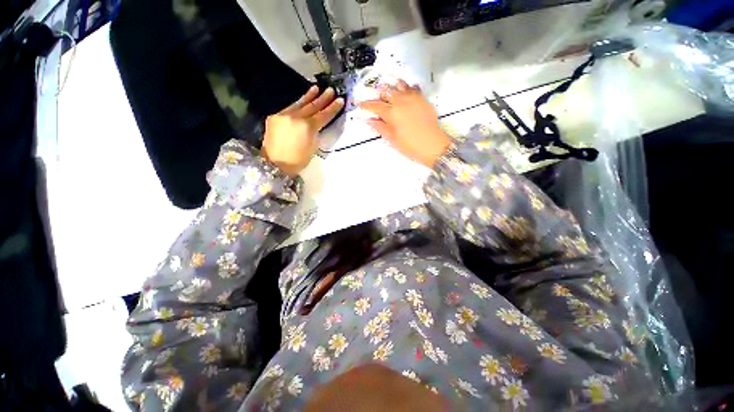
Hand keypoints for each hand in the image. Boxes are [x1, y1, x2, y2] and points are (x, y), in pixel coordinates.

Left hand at [262, 86, 343, 175]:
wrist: (275, 163)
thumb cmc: (297, 160)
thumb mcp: (313, 148)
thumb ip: (316, 133)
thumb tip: (317, 125)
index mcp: (308, 127)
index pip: (323, 115)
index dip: (333, 108)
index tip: (340, 100)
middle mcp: (296, 117)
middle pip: (312, 106)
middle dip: (323, 98)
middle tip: (331, 90)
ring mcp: (284, 115)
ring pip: (299, 103)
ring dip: (309, 96)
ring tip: (316, 88)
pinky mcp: (275, 116)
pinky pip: (289, 108)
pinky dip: (298, 104)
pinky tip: (302, 101)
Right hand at [360, 80, 450, 167]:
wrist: (433, 145)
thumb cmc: (410, 146)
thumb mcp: (392, 139)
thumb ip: (380, 127)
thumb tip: (368, 120)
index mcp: (391, 113)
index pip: (374, 106)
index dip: (365, 105)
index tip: (359, 105)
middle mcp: (400, 101)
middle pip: (385, 92)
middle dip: (377, 94)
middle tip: (373, 98)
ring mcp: (413, 98)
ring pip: (399, 85)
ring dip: (391, 86)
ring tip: (386, 89)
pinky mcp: (422, 98)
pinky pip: (413, 87)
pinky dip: (406, 87)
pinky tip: (404, 91)